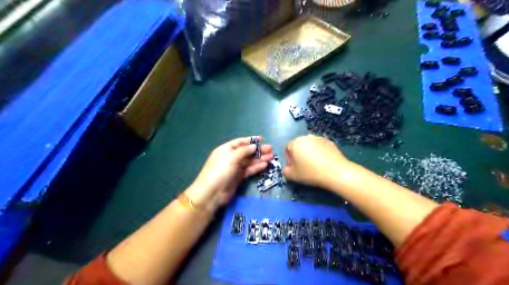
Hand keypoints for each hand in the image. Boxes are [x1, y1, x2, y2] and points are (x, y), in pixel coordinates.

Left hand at [187, 137, 273, 211]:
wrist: (211, 193)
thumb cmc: (219, 171)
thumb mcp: (231, 158)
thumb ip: (243, 151)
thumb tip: (254, 146)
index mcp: (226, 149)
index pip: (240, 142)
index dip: (251, 140)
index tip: (262, 139)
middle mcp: (231, 157)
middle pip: (247, 151)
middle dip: (258, 150)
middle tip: (271, 149)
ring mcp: (235, 168)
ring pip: (249, 161)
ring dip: (260, 158)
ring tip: (271, 156)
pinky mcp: (239, 177)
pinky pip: (249, 170)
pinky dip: (257, 167)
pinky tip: (265, 165)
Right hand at [283, 135, 354, 187]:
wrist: (335, 172)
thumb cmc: (310, 173)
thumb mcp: (292, 176)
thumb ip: (285, 171)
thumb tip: (287, 168)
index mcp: (295, 142)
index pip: (288, 149)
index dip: (289, 159)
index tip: (294, 168)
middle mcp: (306, 137)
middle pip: (299, 145)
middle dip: (299, 155)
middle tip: (303, 167)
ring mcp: (319, 138)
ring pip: (310, 146)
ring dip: (310, 153)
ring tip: (314, 165)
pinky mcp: (330, 142)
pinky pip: (320, 147)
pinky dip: (320, 153)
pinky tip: (323, 163)